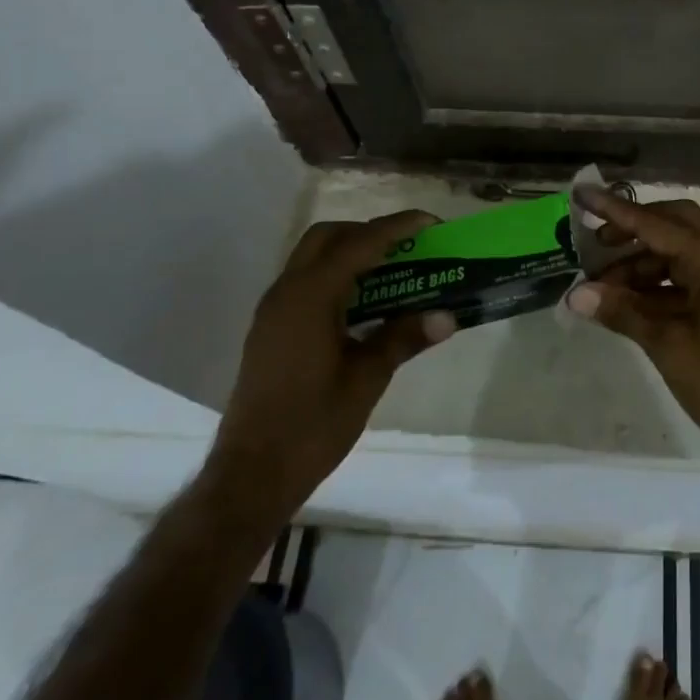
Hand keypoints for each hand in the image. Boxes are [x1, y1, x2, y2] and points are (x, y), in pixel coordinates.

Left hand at [207, 211, 456, 521]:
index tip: (431, 223)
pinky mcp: (270, 329)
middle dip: (368, 232)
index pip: (360, 243)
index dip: (397, 227)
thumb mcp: (367, 380)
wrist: (251, 475)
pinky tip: (362, 305)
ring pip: (312, 258)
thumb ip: (404, 338)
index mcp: (310, 297)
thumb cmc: (312, 426)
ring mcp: (273, 310)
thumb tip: (448, 316)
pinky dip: (335, 276)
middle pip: (328, 237)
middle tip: (407, 248)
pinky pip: (305, 282)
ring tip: (391, 272)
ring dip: (350, 253)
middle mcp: (286, 292)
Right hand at [566, 187, 699, 514]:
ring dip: (640, 264)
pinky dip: (655, 285)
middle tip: (596, 245)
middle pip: (674, 225)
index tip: (583, 193)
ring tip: (601, 288)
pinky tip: (625, 303)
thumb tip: (576, 294)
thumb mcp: (667, 345)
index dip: (616, 210)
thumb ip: (622, 312)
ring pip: (678, 253)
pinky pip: (685, 278)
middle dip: (633, 230)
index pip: (657, 225)